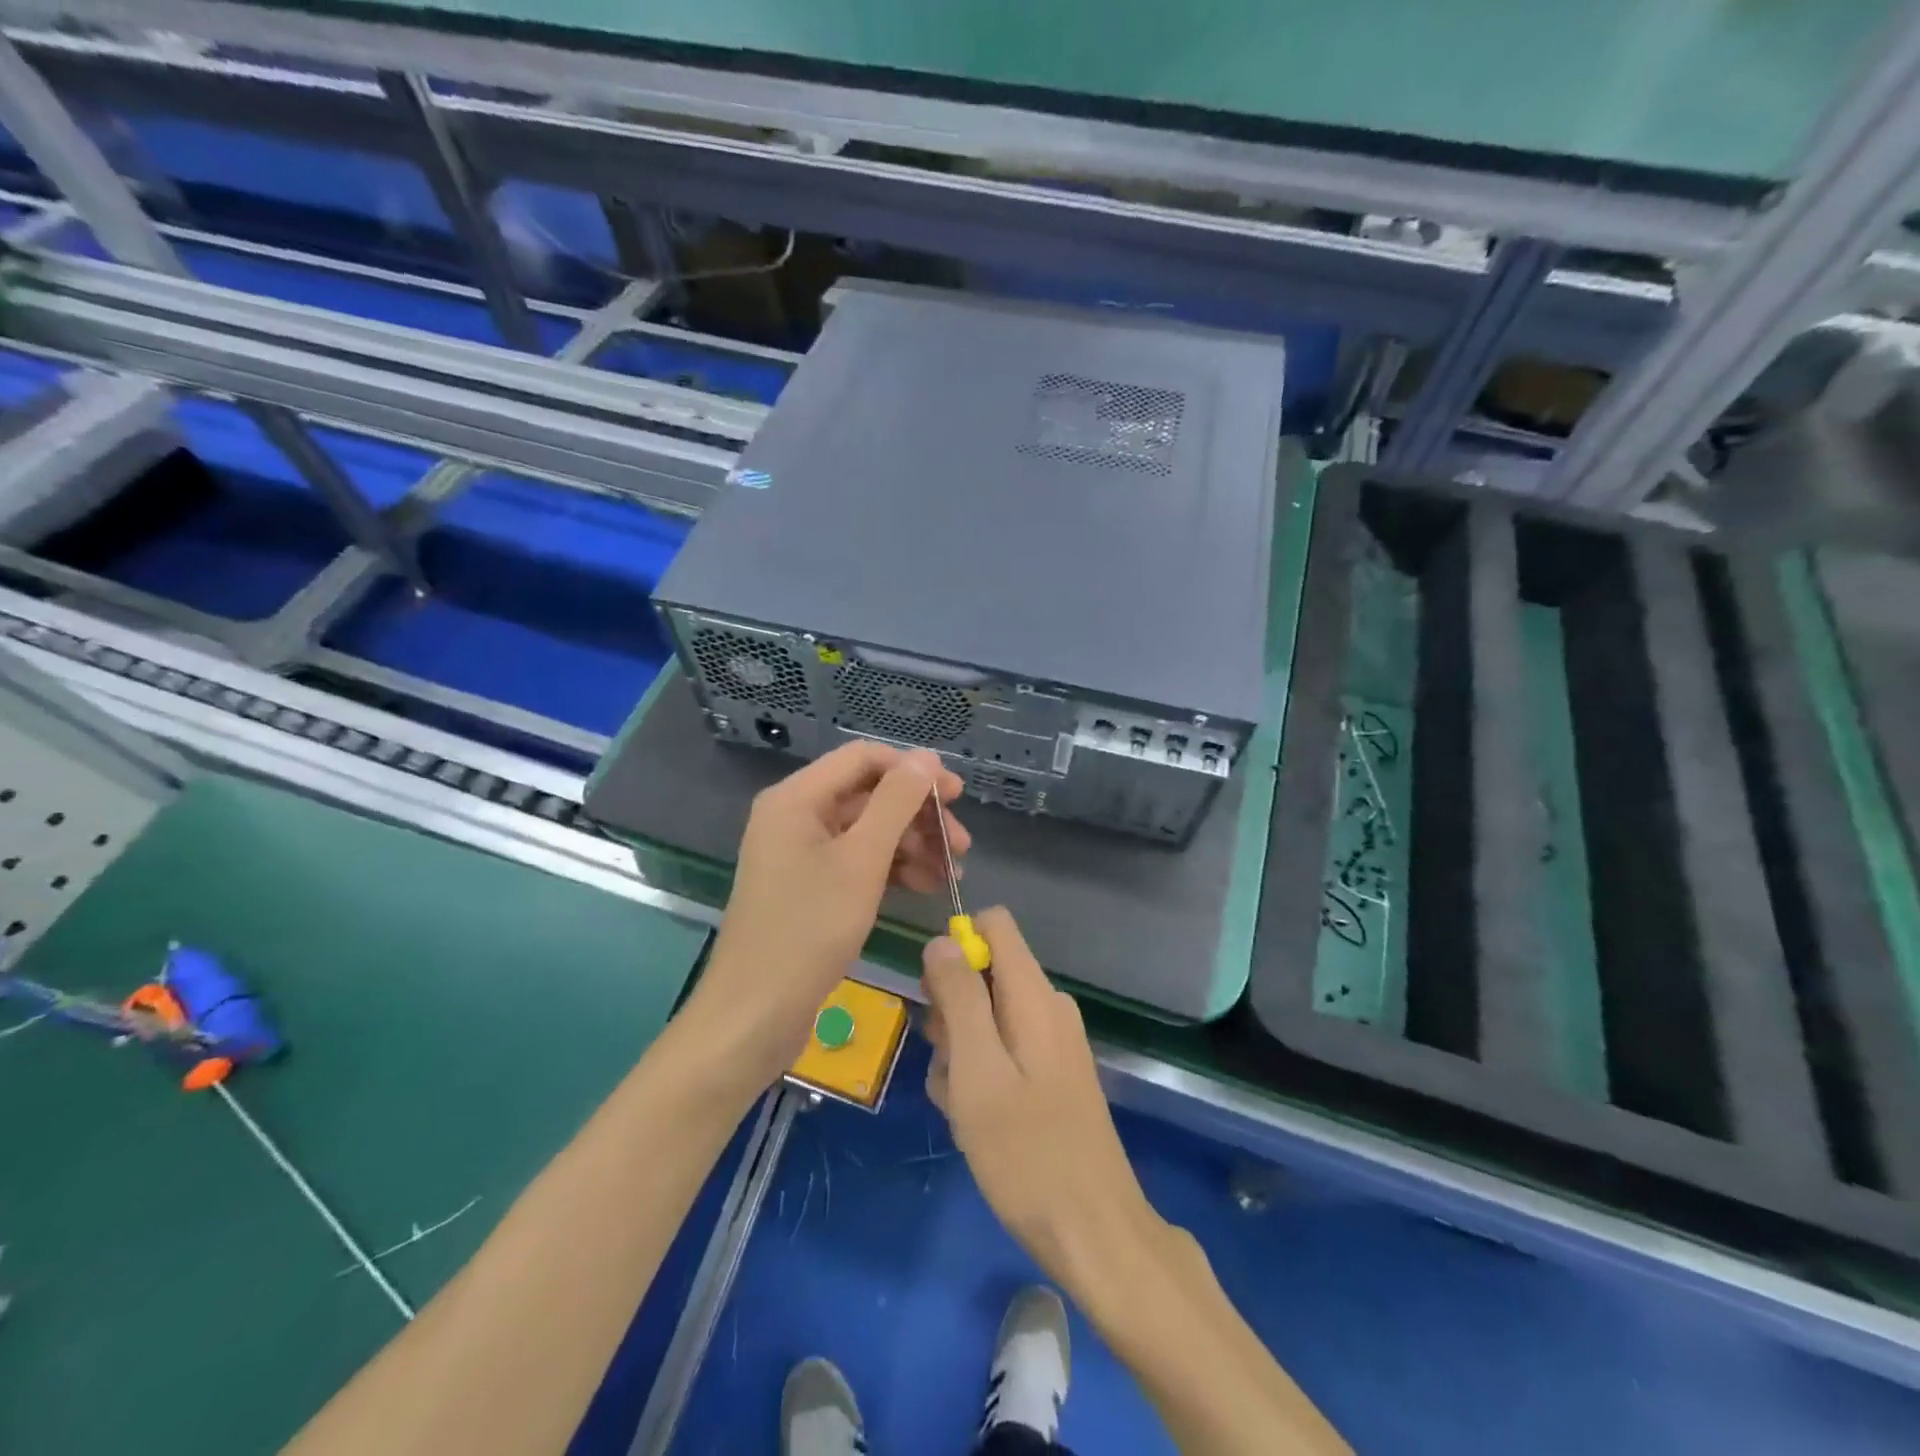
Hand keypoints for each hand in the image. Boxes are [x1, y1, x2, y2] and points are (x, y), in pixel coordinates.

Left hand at [697, 741, 968, 1079]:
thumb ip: (896, 803)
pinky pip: (858, 861)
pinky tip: (926, 886)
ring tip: (952, 874)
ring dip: (913, 845)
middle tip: (962, 846)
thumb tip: (926, 758)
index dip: (913, 770)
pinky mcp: (810, 886)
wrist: (755, 1013)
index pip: (864, 758)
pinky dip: (892, 869)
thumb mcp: (862, 860)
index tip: (956, 796)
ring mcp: (802, 853)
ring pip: (868, 831)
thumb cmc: (809, 929)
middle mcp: (796, 816)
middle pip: (869, 795)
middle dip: (918, 816)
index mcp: (797, 798)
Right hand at [922, 908, 1167, 1300]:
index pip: (994, 925)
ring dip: (960, 1054)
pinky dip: (980, 1077)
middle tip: (949, 1068)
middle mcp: (1048, 1006)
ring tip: (962, 1107)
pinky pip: (1002, 1053)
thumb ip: (960, 997)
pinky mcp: (1052, 1076)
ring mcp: (1053, 1043)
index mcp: (1034, 994)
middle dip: (951, 1013)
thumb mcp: (977, 1069)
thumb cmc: (1026, 1151)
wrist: (1093, 1233)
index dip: (956, 947)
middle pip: (984, 974)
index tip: (935, 997)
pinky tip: (976, 1121)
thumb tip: (943, 940)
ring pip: (985, 1019)